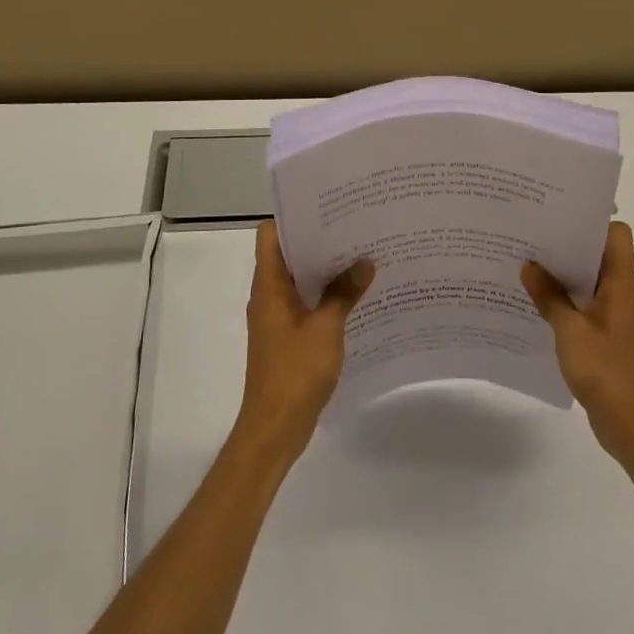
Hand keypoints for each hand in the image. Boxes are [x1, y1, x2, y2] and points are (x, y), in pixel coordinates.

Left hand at [235, 220, 375, 461]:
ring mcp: (277, 317)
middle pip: (288, 254)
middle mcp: (268, 295)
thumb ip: (344, 292)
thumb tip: (365, 261)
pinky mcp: (288, 337)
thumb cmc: (295, 371)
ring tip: (361, 255)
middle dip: (318, 240)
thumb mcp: (326, 328)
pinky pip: (307, 304)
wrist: (275, 427)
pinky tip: (356, 296)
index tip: (325, 206)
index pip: (270, 234)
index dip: (292, 216)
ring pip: (300, 280)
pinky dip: (326, 296)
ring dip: (325, 269)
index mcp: (269, 285)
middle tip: (355, 226)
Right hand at [523, 221, 633, 498]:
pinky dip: (561, 300)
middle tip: (527, 233)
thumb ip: (549, 297)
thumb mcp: (571, 332)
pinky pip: (582, 306)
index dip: (591, 218)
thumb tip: (529, 265)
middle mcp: (621, 294)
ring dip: (560, 274)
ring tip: (522, 262)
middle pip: (597, 254)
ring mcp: (614, 317)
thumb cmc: (609, 374)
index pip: (616, 234)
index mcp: (621, 284)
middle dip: (565, 243)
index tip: (556, 211)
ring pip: (587, 281)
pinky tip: (532, 303)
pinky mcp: (605, 338)